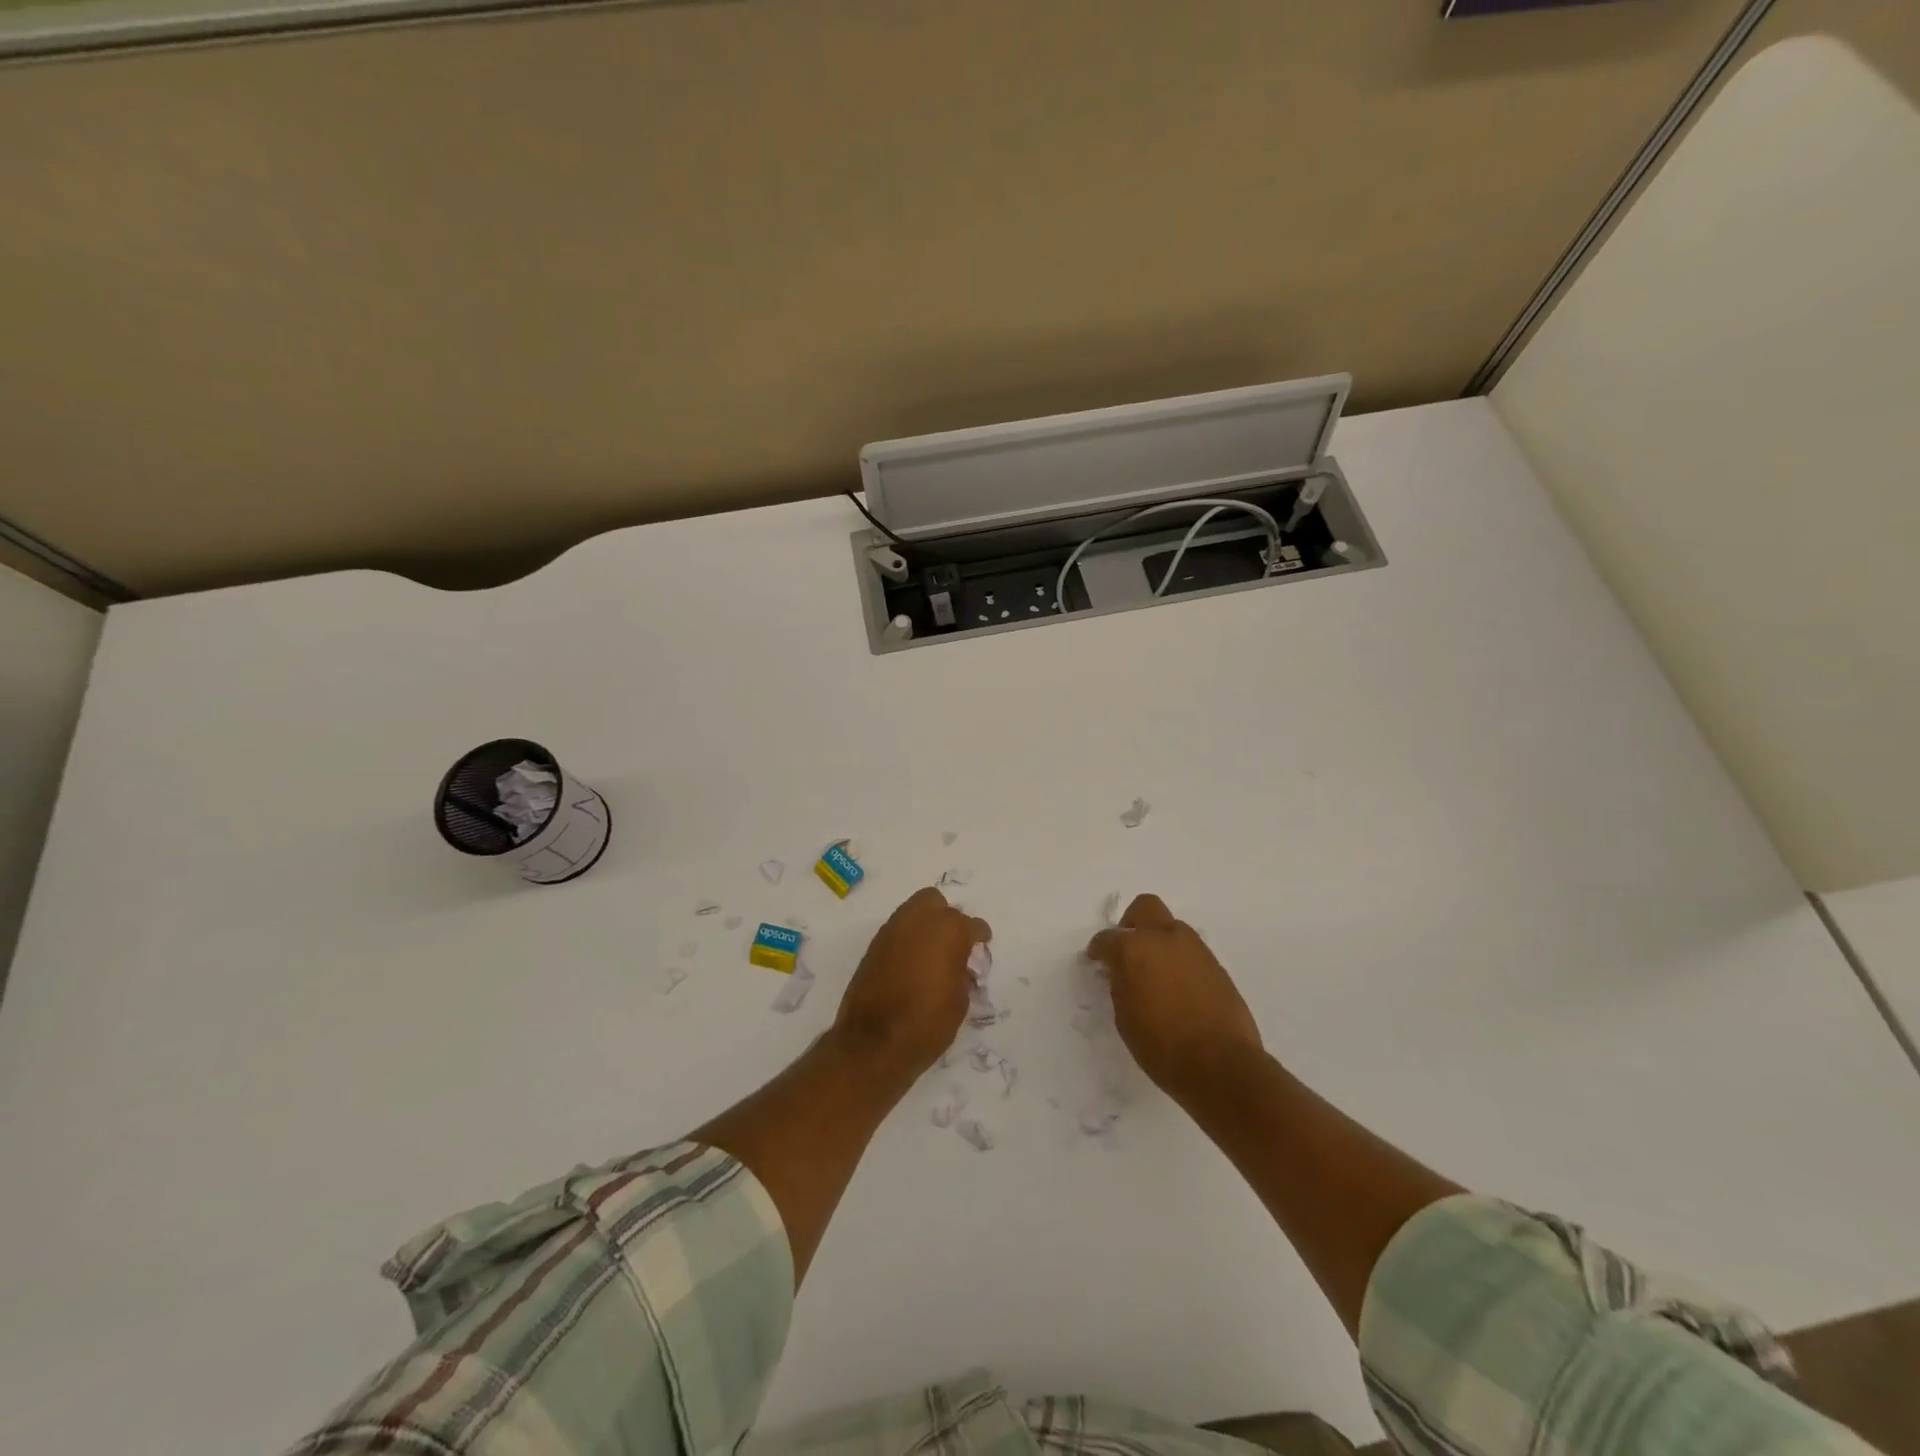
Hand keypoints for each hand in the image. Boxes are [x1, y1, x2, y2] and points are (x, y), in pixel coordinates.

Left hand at [833, 888, 990, 1084]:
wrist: (873, 1043)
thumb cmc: (927, 1023)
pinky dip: (907, 939)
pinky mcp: (874, 945)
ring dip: (924, 925)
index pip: (972, 925)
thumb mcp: (959, 1002)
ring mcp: (892, 930)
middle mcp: (919, 921)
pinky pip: (897, 930)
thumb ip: (962, 974)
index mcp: (949, 931)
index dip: (980, 936)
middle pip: (936, 902)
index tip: (982, 946)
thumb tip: (959, 967)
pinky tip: (911, 962)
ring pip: (913, 910)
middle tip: (953, 943)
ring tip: (931, 952)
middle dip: (947, 917)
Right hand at [1086, 894, 1262, 1100]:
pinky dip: (1180, 961)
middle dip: (1132, 923)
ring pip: (1172, 928)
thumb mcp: (1125, 1017)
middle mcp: (1164, 938)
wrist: (1220, 1064)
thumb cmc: (1161, 1046)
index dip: (1099, 949)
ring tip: (1156, 973)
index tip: (1097, 961)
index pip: (1107, 938)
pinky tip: (1179, 988)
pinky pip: (1191, 951)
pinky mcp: (1217, 965)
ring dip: (1159, 942)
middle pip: (1145, 908)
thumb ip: (1121, 985)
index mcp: (1133, 949)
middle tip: (1127, 949)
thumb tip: (1123, 974)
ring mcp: (1195, 949)